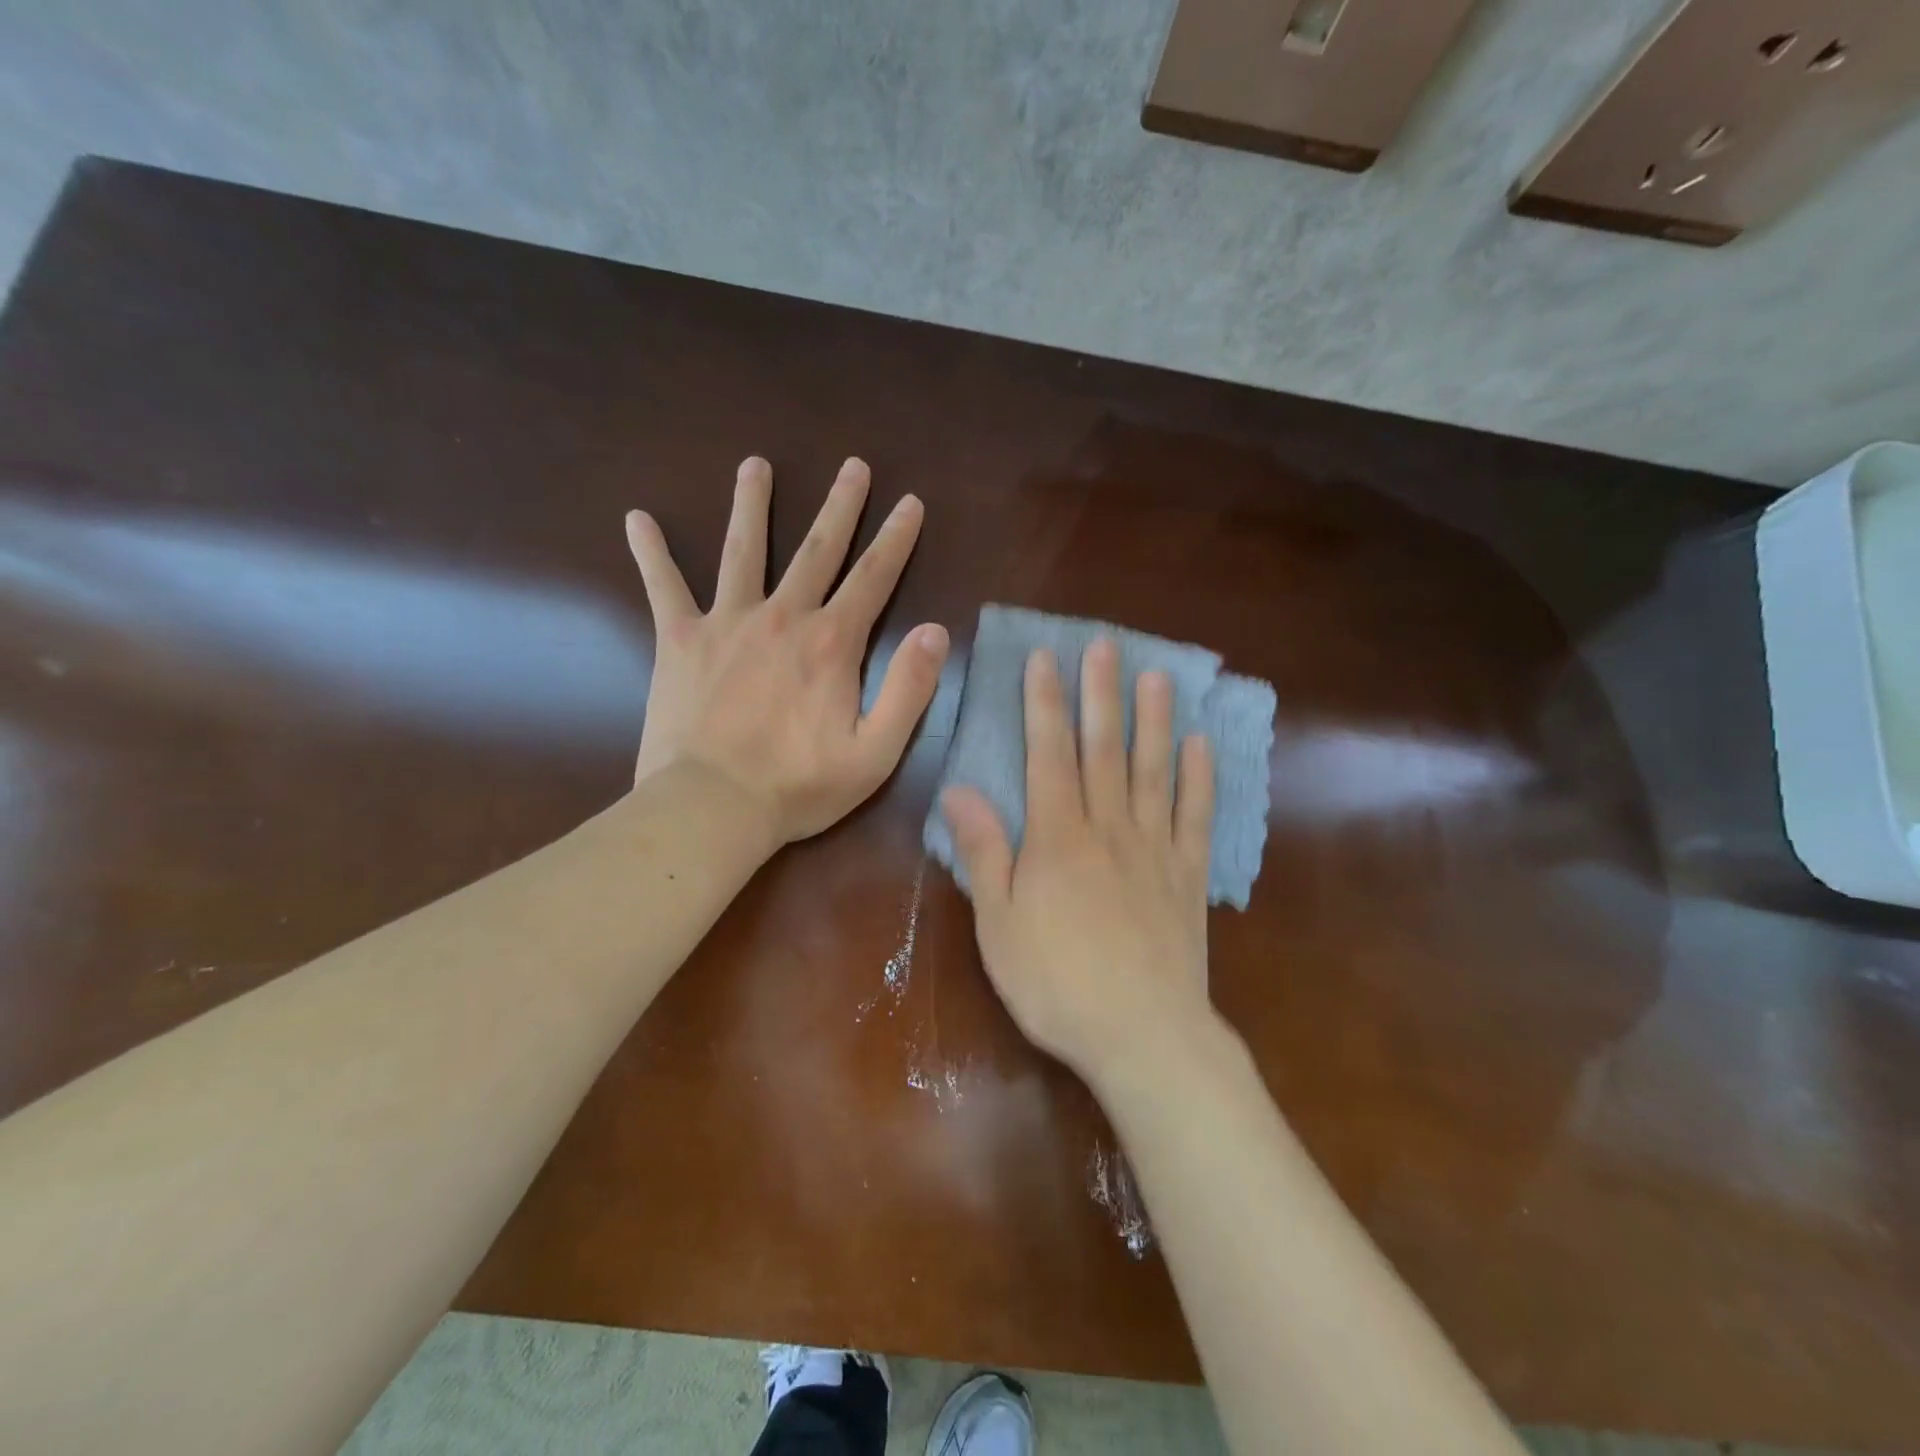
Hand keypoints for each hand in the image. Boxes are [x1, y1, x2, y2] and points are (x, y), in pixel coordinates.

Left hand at [627, 456, 948, 847]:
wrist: (712, 807)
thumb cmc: (799, 786)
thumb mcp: (876, 752)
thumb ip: (910, 689)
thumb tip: (936, 632)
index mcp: (832, 644)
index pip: (873, 578)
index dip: (896, 539)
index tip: (909, 503)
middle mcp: (782, 618)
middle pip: (816, 550)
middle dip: (840, 506)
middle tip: (853, 466)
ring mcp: (726, 623)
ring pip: (743, 551)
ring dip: (752, 505)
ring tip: (755, 466)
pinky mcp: (679, 641)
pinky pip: (663, 587)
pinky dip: (650, 553)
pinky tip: (637, 519)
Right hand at [940, 638, 1216, 1085]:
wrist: (1143, 1035)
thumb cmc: (1057, 983)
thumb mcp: (1000, 924)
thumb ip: (984, 852)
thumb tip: (959, 789)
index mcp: (1058, 838)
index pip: (1049, 755)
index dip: (1044, 704)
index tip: (1044, 660)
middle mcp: (1109, 829)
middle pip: (1104, 749)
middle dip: (1100, 694)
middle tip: (1105, 646)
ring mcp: (1155, 849)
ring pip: (1153, 771)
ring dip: (1154, 721)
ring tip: (1158, 676)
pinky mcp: (1188, 876)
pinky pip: (1196, 816)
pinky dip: (1199, 778)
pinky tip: (1201, 745)